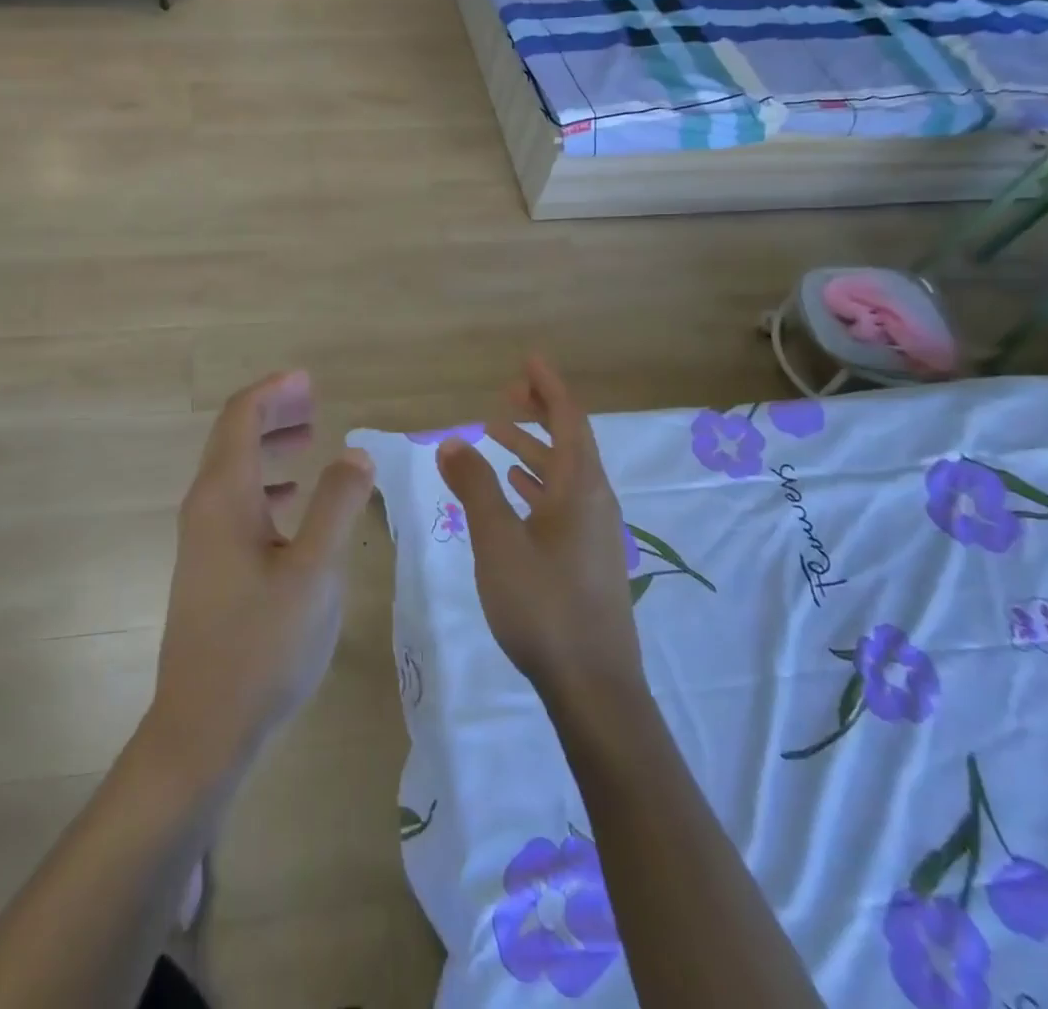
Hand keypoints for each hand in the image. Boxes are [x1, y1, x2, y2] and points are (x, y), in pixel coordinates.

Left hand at [148, 371, 374, 778]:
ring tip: (310, 439)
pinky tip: (292, 501)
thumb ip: (337, 506)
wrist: (202, 728)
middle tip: (314, 401)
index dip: (273, 391)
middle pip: (233, 438)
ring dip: (269, 447)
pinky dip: (266, 485)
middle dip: (272, 412)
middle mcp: (204, 508)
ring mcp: (202, 540)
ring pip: (234, 471)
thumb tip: (356, 454)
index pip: (240, 418)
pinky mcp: (209, 567)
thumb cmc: (262, 645)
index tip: (309, 380)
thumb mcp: (315, 573)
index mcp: (223, 497)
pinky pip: (237, 503)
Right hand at [436, 357, 644, 700]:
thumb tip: (452, 441)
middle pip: (569, 442)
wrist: (593, 687)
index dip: (548, 387)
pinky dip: (535, 484)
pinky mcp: (586, 559)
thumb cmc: (544, 606)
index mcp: (582, 489)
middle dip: (537, 414)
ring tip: (495, 436)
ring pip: (563, 474)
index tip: (527, 360)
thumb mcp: (499, 541)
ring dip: (532, 450)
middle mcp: (595, 502)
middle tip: (503, 396)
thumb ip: (475, 487)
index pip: (568, 420)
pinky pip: (561, 501)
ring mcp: (593, 533)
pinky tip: (513, 490)